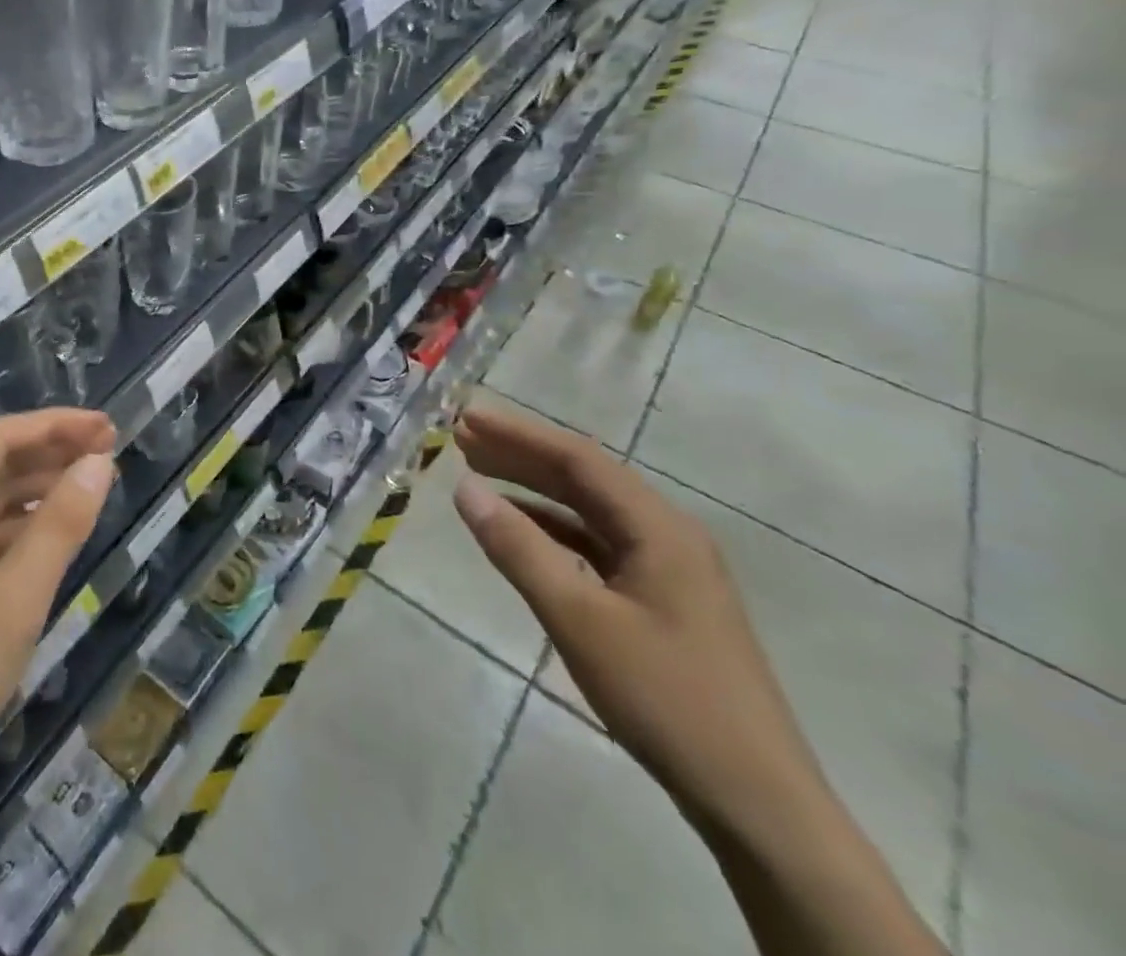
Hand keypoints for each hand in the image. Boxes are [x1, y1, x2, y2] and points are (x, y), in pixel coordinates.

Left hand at [0, 408, 116, 834]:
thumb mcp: (14, 604)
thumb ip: (59, 527)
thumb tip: (99, 461)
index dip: (54, 424)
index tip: (107, 427)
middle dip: (49, 451)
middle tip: (109, 451)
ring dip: (36, 488)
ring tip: (89, 485)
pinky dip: (19, 529)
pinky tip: (51, 537)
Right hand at [451, 404, 829, 849]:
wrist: (756, 803)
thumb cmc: (665, 699)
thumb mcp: (579, 620)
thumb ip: (519, 548)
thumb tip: (465, 487)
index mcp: (659, 528)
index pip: (578, 459)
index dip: (518, 433)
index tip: (466, 416)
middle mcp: (668, 535)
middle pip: (585, 478)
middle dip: (522, 454)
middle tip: (462, 437)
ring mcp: (669, 569)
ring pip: (590, 511)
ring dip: (535, 489)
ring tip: (480, 472)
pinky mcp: (663, 600)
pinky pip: (598, 546)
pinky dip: (554, 530)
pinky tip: (522, 531)